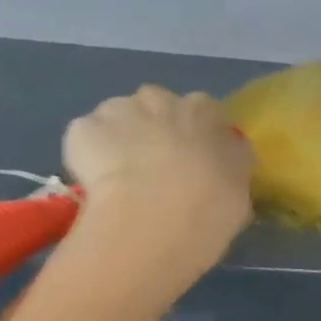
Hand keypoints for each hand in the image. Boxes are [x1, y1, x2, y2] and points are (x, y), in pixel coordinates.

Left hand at [62, 86, 253, 287]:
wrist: (152, 222)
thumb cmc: (208, 210)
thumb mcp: (239, 194)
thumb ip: (231, 171)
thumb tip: (225, 167)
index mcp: (204, 113)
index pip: (204, 113)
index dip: (196, 138)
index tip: (194, 164)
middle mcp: (161, 99)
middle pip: (155, 108)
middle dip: (154, 131)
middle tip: (155, 172)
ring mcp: (117, 110)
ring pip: (117, 119)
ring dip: (119, 141)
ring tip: (120, 182)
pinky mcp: (82, 130)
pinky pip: (85, 140)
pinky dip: (87, 158)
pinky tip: (96, 186)